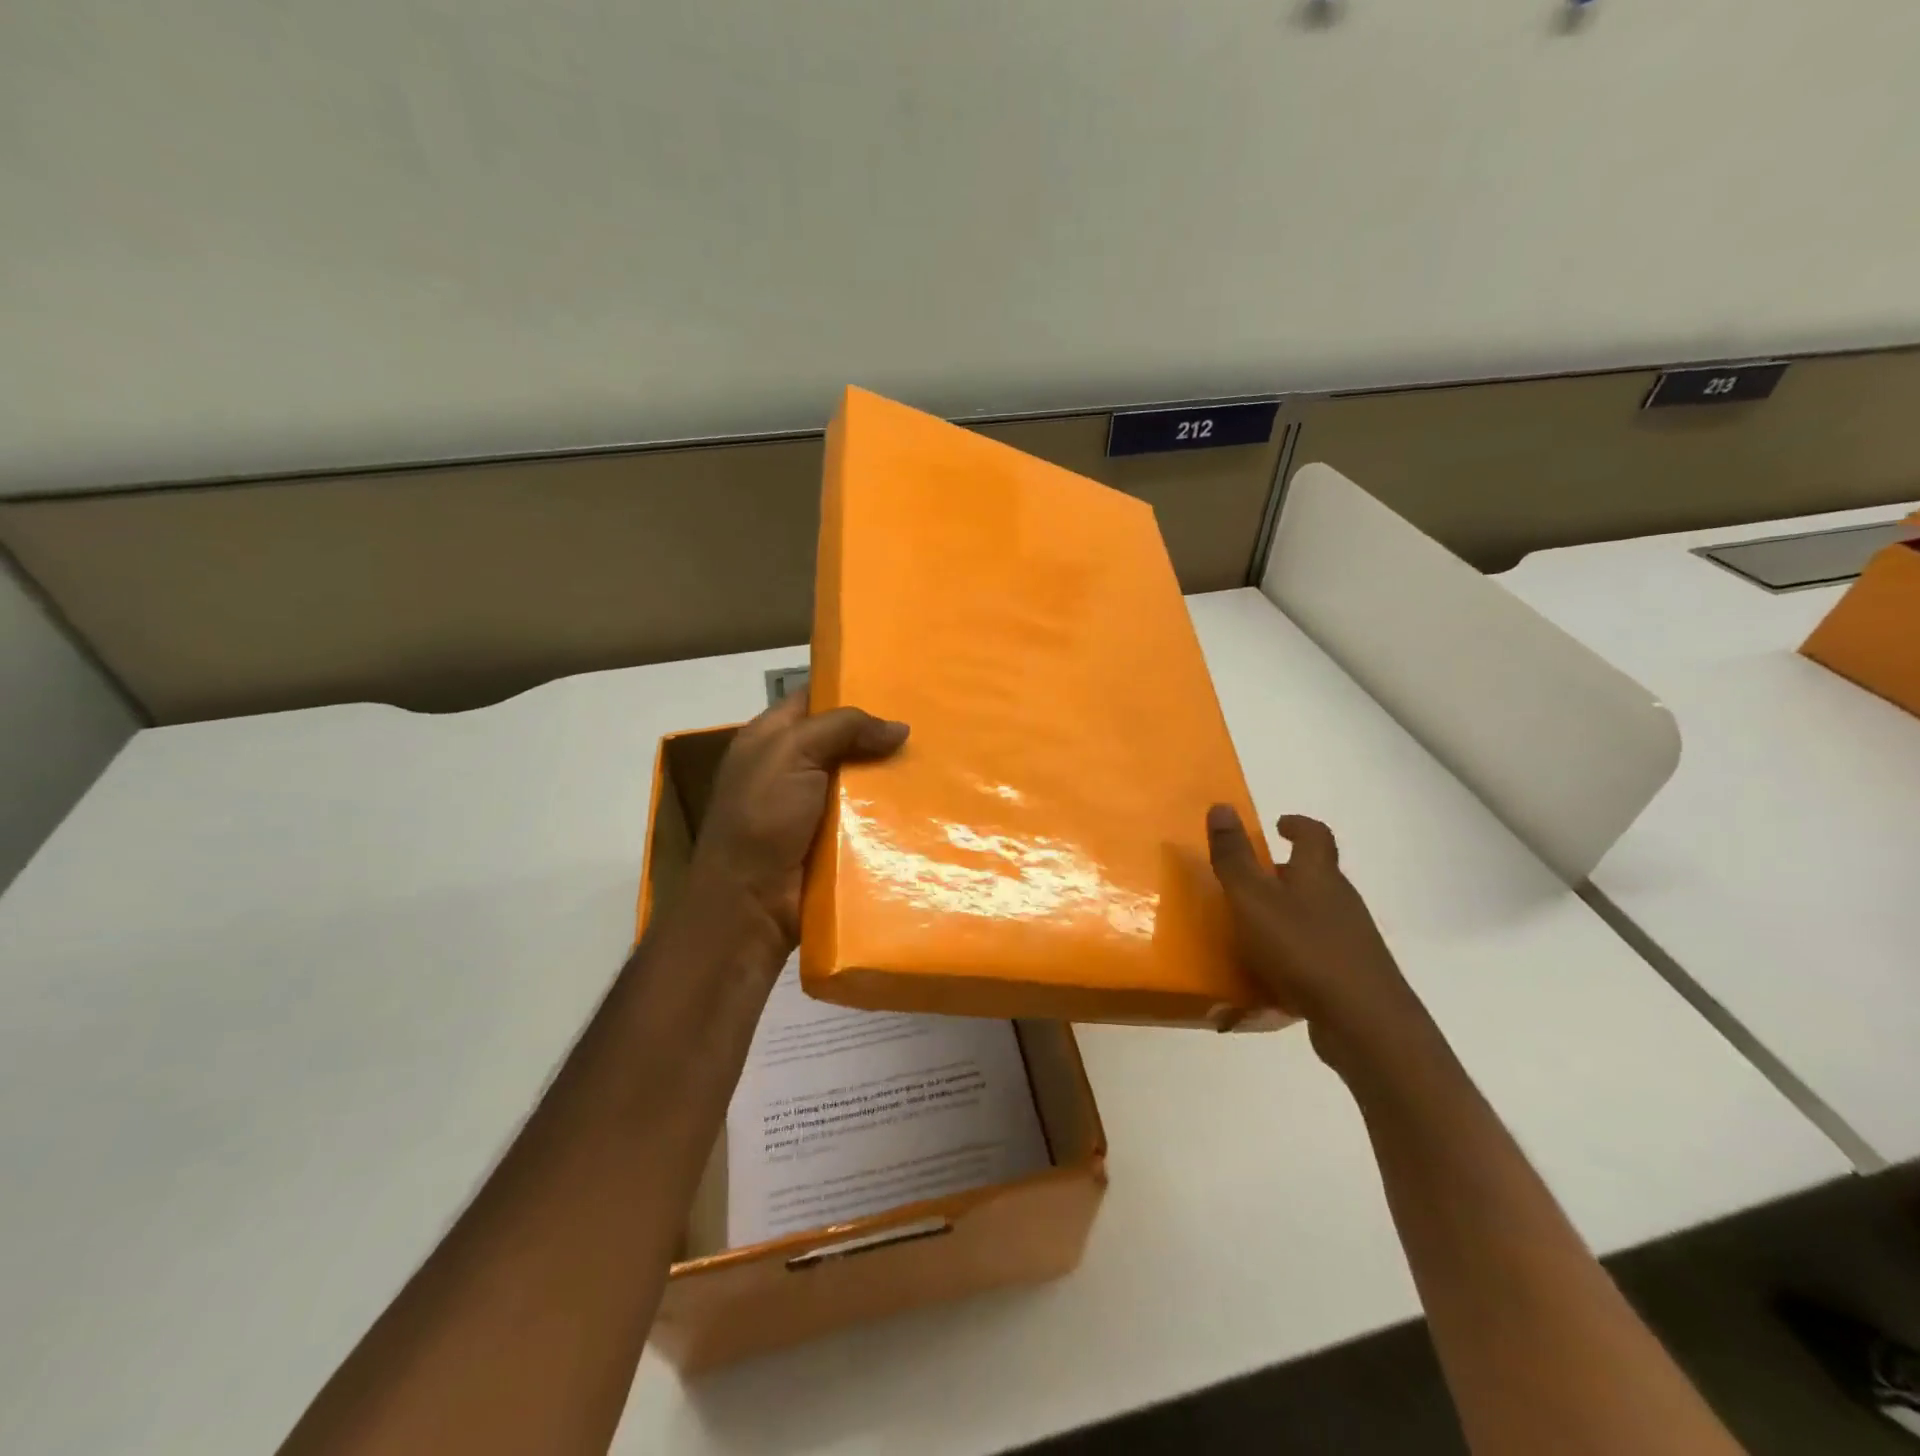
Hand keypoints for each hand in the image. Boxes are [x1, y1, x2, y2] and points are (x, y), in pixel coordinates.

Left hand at [689, 692, 909, 948]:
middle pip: (844, 740)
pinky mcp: (833, 840)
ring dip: (892, 775)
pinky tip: (927, 802)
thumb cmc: (761, 818)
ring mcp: (813, 806)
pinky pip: (868, 817)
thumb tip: (900, 728)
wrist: (751, 904)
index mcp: (770, 738)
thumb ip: (842, 728)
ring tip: (940, 760)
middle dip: (880, 734)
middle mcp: (791, 767)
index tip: (898, 685)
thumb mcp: (791, 753)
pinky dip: (892, 812)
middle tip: (929, 724)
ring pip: (861, 779)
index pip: (813, 698)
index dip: (850, 688)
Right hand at [1205, 805, 1423, 1067]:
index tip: (1278, 824)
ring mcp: (1350, 940)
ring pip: (1315, 915)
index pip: (1315, 836)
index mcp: (1319, 875)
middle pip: (1315, 876)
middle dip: (1283, 873)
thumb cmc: (1303, 949)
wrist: (1365, 1024)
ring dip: (1286, 914)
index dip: (1298, 825)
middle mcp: (1340, 901)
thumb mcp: (1253, 898)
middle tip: (1248, 880)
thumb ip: (1234, 856)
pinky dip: (1292, 953)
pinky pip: (1315, 953)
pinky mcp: (1351, 976)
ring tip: (1249, 928)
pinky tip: (1269, 975)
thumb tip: (1222, 805)